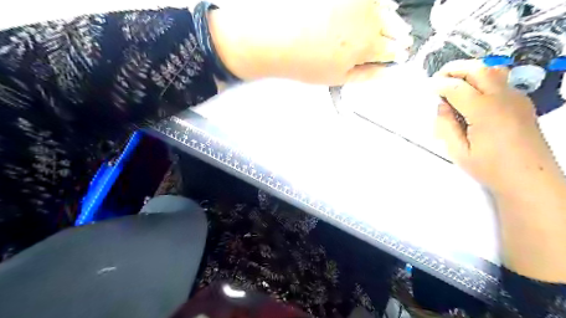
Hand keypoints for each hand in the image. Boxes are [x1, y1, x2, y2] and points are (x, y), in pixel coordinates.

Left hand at [210, 0, 414, 83]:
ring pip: (384, 8)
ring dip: (390, 19)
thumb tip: (386, 74)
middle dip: (397, 36)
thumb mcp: (338, 78)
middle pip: (392, 27)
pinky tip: (376, 9)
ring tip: (390, 25)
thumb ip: (366, 75)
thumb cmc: (305, 62)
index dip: (397, 53)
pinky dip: (375, 4)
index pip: (392, 49)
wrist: (278, 38)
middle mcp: (368, 19)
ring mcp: (357, 2)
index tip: (399, 54)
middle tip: (400, 40)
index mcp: (367, 45)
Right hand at [434, 60, 565, 283]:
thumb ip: (445, 127)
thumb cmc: (489, 173)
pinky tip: (473, 94)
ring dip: (471, 72)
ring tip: (453, 80)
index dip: (438, 85)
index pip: (455, 88)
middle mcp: (500, 102)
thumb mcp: (457, 152)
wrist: (531, 184)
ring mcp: (515, 102)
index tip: (425, 87)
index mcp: (481, 115)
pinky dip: (484, 82)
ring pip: (493, 73)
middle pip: (478, 71)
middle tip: (438, 75)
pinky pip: (501, 85)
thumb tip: (438, 108)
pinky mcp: (522, 108)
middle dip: (455, 69)